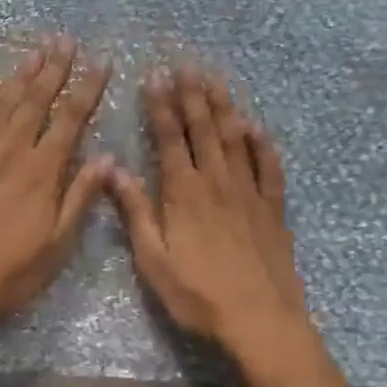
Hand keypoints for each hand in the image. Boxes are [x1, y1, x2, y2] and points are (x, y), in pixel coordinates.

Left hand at [0, 37, 111, 347]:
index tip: (101, 62)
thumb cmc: (8, 274)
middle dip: (54, 68)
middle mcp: (9, 153)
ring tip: (35, 50)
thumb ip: (80, 198)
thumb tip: (106, 158)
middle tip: (65, 39)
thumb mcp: (57, 245)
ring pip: (1, 104)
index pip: (71, 119)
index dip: (88, 89)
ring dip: (20, 75)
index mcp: (41, 172)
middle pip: (35, 101)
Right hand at [107, 66, 324, 377]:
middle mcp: (217, 182)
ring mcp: (250, 193)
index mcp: (184, 193)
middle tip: (186, 65)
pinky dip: (262, 144)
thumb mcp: (153, 260)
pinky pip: (269, 167)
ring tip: (215, 80)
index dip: (161, 106)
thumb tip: (113, 169)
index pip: (169, 138)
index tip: (155, 76)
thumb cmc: (199, 295)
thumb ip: (135, 211)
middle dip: (192, 95)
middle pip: (203, 129)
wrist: (261, 321)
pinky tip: (256, 127)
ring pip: (235, 139)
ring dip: (224, 107)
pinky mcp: (273, 209)